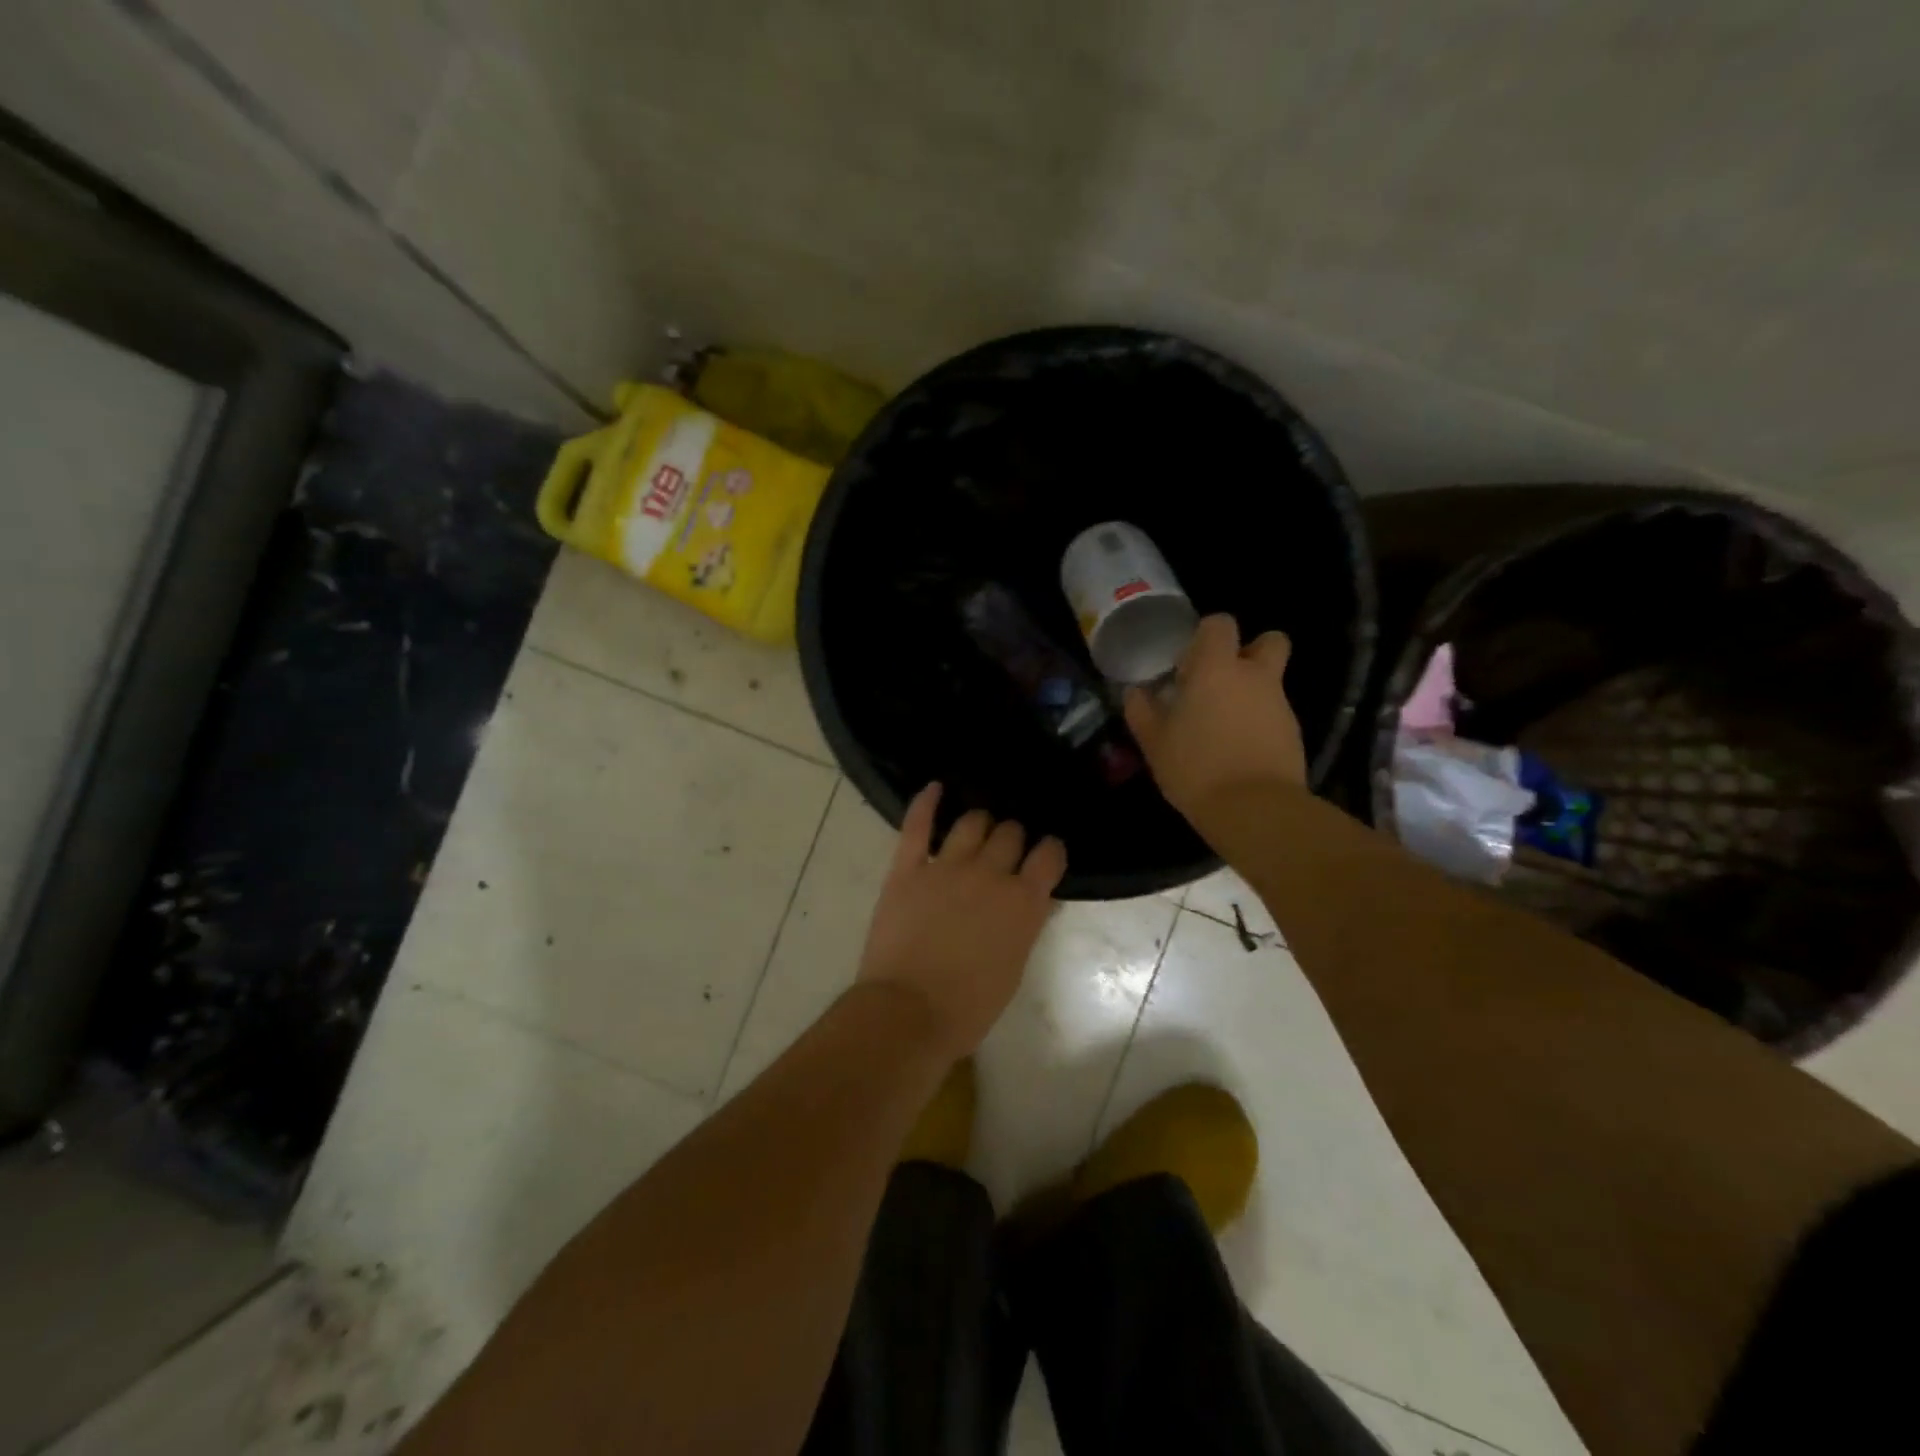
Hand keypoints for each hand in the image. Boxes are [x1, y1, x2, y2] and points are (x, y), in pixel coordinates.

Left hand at [856, 784, 1066, 1058]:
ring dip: (980, 822)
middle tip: (1006, 848)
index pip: (1049, 855)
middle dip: (1013, 837)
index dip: (1049, 851)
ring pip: (972, 822)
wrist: (908, 1013)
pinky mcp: (907, 868)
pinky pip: (918, 825)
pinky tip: (934, 787)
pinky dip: (926, 802)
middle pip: (1010, 833)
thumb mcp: (1013, 967)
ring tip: (978, 827)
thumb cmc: (969, 1005)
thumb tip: (1039, 898)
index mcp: (1022, 902)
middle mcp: (990, 875)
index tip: (1045, 854)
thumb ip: (1027, 924)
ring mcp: (946, 867)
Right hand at [1123, 614, 1305, 826]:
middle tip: (1221, 679)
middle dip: (1249, 651)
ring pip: (1271, 681)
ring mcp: (1280, 704)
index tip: (1189, 661)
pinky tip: (1238, 750)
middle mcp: (1255, 677)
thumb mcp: (1154, 742)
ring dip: (1251, 692)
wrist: (1255, 809)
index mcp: (1217, 669)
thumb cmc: (1195, 767)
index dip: (1206, 635)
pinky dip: (1260, 722)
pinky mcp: (1294, 733)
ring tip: (1223, 725)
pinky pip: (1275, 714)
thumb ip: (1142, 711)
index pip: (1221, 624)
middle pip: (1269, 641)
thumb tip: (1135, 692)